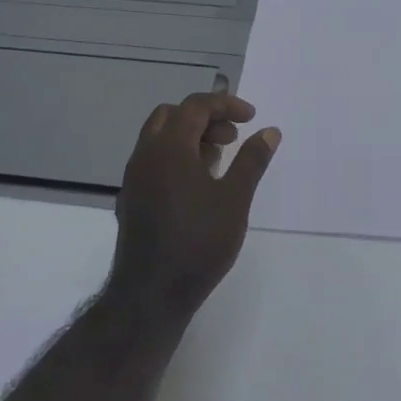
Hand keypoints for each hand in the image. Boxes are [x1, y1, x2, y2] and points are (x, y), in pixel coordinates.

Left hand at [110, 92, 280, 321]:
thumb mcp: (235, 199)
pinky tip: (198, 186)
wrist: (150, 296)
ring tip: (219, 160)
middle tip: (232, 136)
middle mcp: (145, 156)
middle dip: (204, 117)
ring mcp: (134, 178)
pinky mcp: (132, 200)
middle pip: (172, 115)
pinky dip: (176, 157)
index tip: (252, 118)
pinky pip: (153, 161)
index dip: (225, 105)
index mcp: (169, 148)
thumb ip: (252, 160)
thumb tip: (269, 131)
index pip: (195, 106)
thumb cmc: (198, 242)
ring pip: (159, 138)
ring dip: (189, 137)